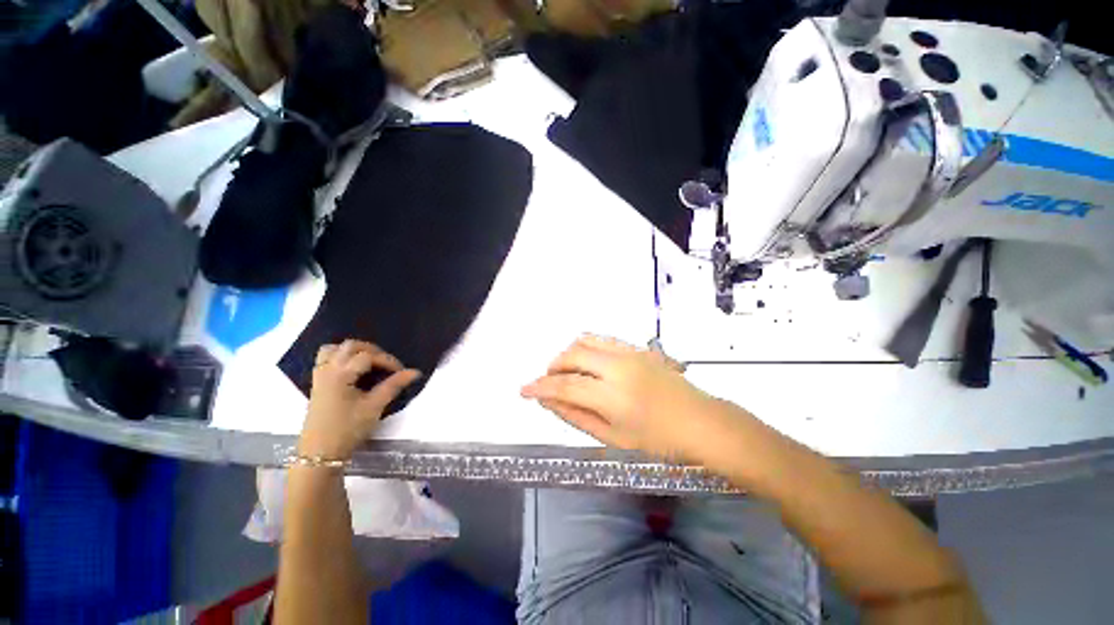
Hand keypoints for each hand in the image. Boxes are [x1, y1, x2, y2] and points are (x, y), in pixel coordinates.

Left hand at [298, 340, 420, 460]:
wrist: (320, 453)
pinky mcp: (317, 384)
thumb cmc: (348, 429)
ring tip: (369, 362)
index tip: (400, 372)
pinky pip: (325, 359)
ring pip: (333, 349)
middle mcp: (328, 370)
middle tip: (386, 363)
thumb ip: (394, 385)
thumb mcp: (374, 407)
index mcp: (341, 375)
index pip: (368, 356)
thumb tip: (415, 372)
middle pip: (350, 346)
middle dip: (372, 350)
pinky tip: (352, 369)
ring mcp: (320, 376)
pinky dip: (340, 357)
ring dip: (353, 351)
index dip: (387, 360)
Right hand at [521, 335, 720, 461]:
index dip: (540, 388)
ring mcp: (629, 353)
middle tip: (548, 382)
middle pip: (572, 356)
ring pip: (586, 341)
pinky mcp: (637, 348)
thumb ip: (577, 417)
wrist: (701, 422)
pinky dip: (586, 347)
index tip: (524, 390)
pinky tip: (587, 361)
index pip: (565, 387)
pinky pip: (603, 340)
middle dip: (552, 367)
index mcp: (612, 396)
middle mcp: (617, 367)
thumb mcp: (614, 438)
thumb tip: (549, 402)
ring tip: (565, 371)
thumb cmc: (659, 441)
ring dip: (568, 354)